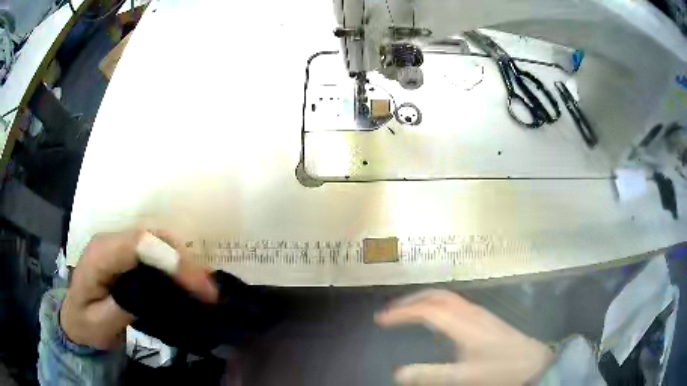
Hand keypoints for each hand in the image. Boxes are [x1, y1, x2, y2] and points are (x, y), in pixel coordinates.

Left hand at [60, 229, 217, 349]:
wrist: (75, 319)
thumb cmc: (85, 324)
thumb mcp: (101, 324)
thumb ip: (123, 305)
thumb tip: (156, 293)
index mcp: (99, 255)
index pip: (139, 245)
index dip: (171, 260)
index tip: (200, 287)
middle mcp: (110, 240)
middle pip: (151, 237)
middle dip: (183, 260)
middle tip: (210, 291)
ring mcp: (118, 244)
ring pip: (156, 240)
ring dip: (183, 261)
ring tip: (204, 287)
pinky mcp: (125, 253)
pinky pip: (154, 250)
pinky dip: (174, 263)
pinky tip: (187, 280)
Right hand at [376, 290, 552, 385]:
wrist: (532, 361)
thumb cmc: (500, 369)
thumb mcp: (464, 377)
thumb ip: (430, 375)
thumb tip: (398, 374)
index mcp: (463, 324)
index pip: (427, 311)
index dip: (402, 313)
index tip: (381, 320)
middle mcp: (470, 313)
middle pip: (437, 296)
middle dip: (411, 300)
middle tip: (391, 312)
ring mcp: (478, 313)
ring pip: (447, 297)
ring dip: (424, 300)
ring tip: (407, 313)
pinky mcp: (483, 318)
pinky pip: (454, 304)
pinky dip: (436, 306)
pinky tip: (434, 322)